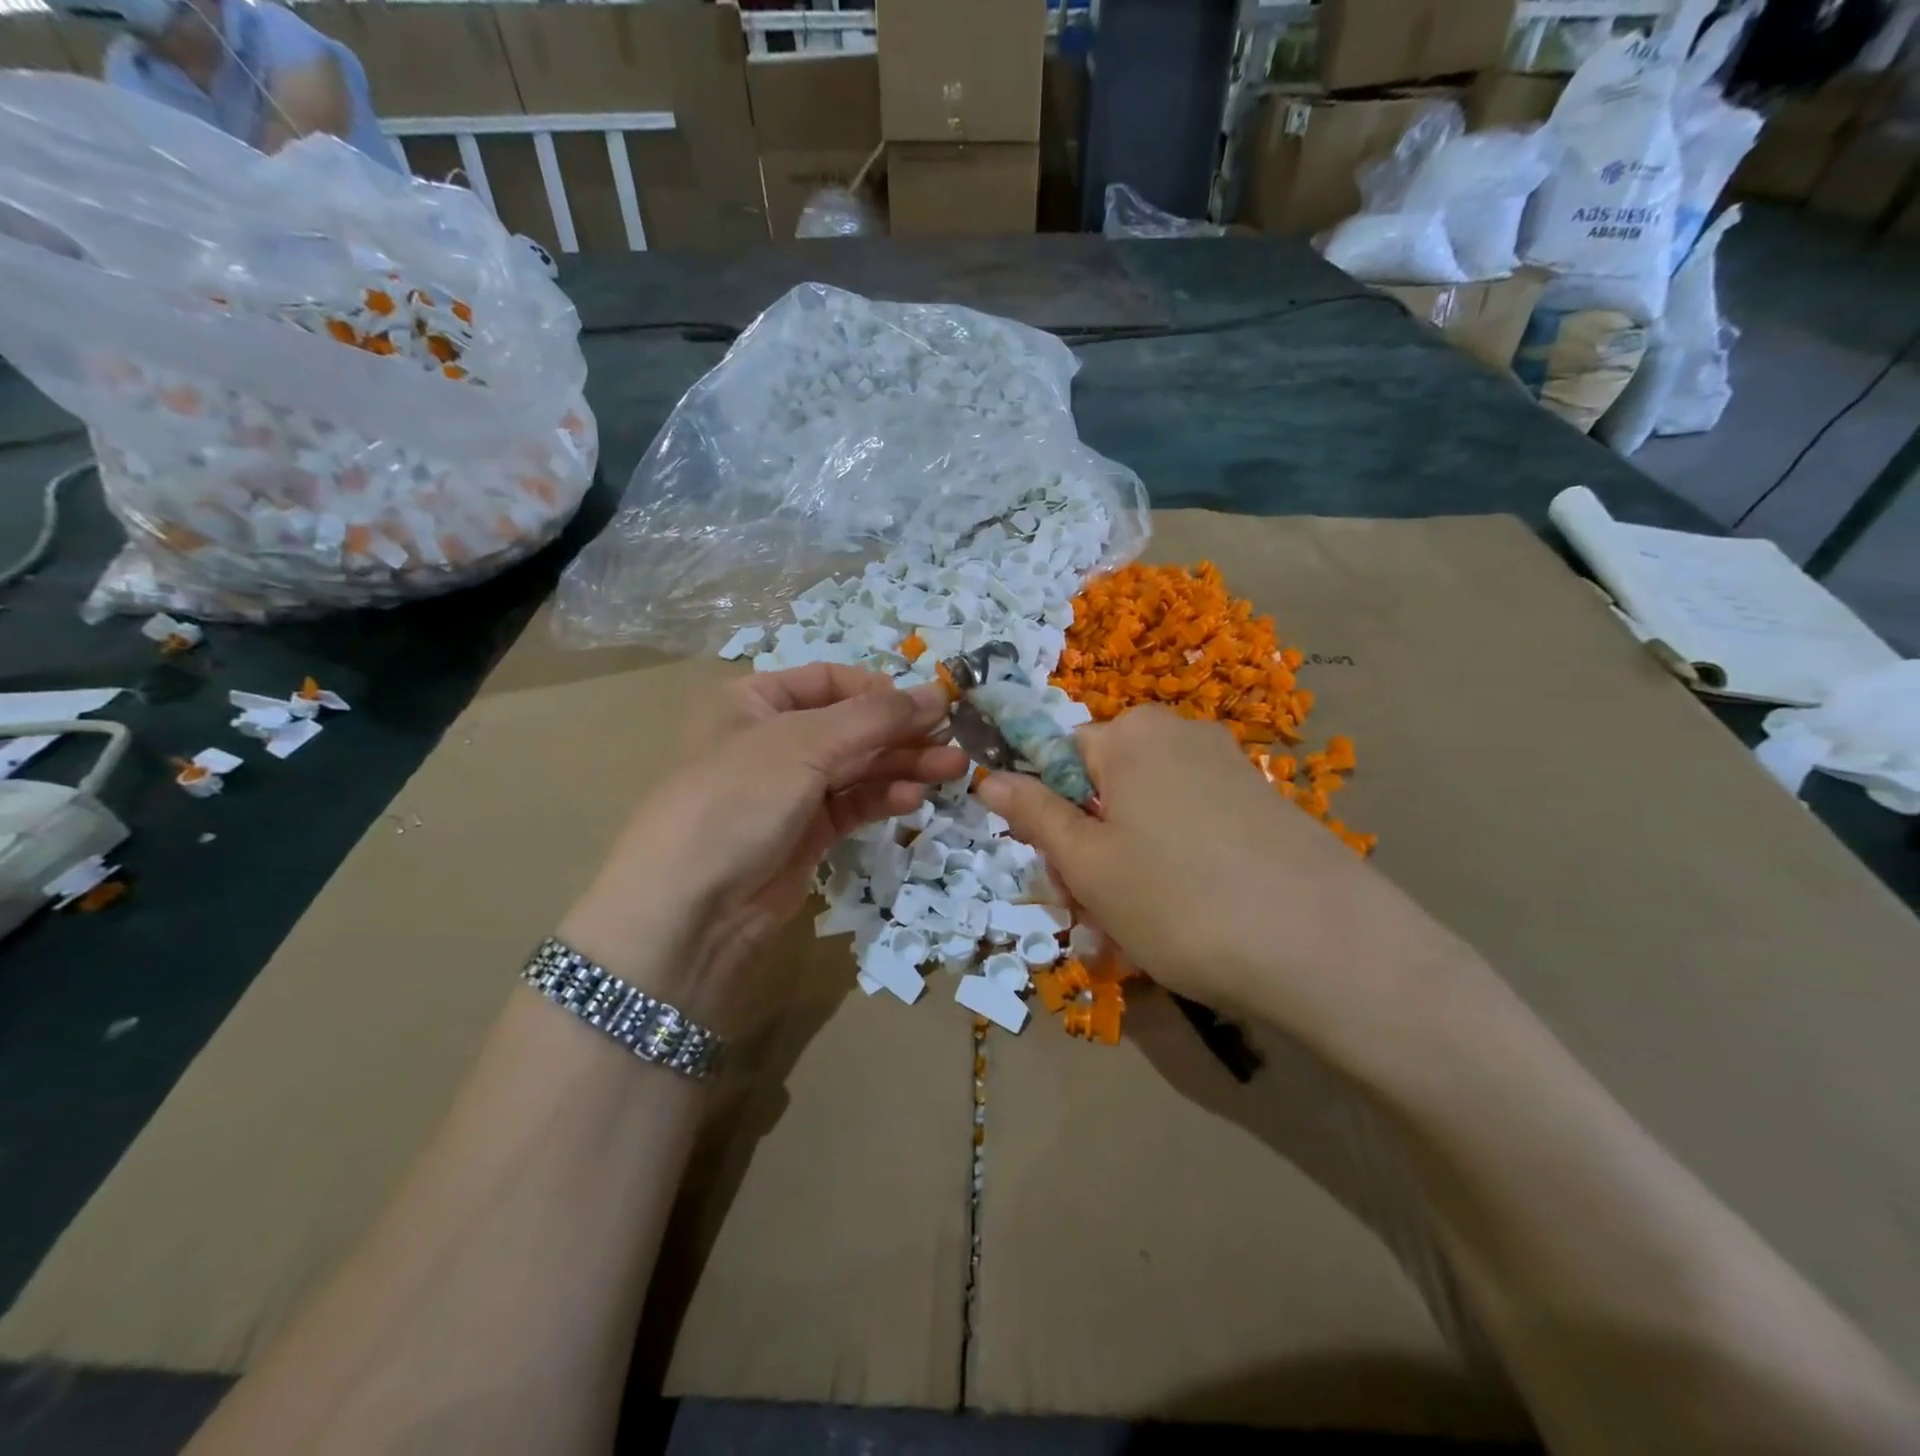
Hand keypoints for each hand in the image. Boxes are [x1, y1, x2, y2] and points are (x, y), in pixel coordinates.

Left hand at [560, 664, 967, 1036]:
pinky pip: (853, 805)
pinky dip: (883, 799)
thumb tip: (941, 691)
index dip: (879, 690)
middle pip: (850, 725)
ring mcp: (789, 789)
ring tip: (952, 771)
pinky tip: (914, 799)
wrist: (690, 907)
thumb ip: (877, 717)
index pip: (829, 681)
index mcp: (754, 700)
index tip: (928, 704)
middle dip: (902, 732)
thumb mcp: (804, 744)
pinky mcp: (805, 833)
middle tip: (955, 741)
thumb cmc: (738, 798)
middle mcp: (772, 739)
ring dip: (904, 765)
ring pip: (857, 767)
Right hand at [974, 706, 1484, 1048]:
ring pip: (1148, 814)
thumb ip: (1032, 814)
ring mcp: (1231, 769)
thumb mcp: (1087, 863)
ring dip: (1128, 866)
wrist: (1327, 949)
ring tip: (1139, 930)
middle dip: (1089, 848)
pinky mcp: (1266, 806)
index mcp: (1133, 734)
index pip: (1060, 758)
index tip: (1059, 875)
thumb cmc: (1179, 900)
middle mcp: (1183, 736)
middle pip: (1106, 786)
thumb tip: (986, 776)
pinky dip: (1176, 866)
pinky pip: (1194, 827)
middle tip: (1093, 916)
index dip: (1050, 817)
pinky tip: (1189, 919)